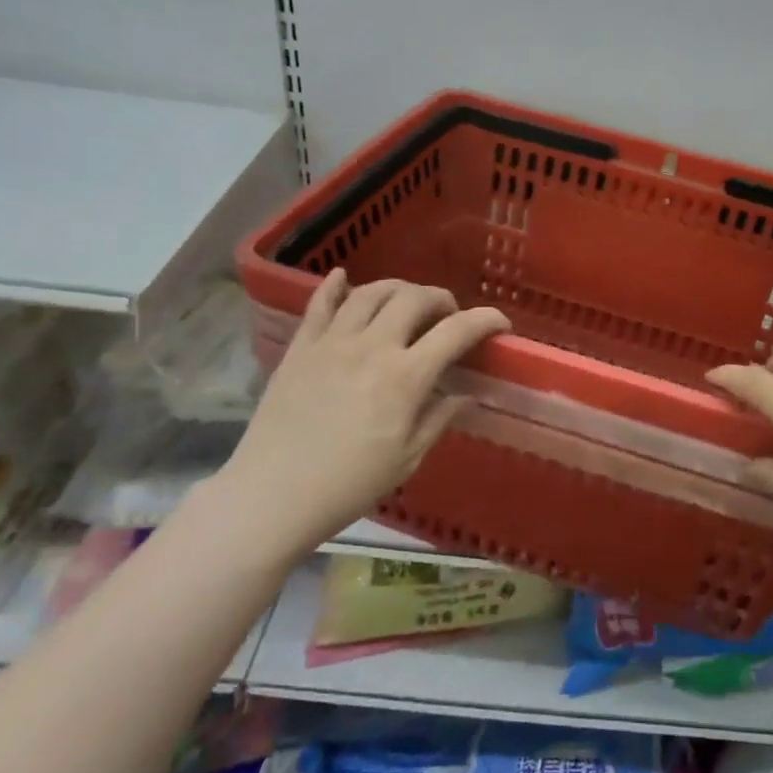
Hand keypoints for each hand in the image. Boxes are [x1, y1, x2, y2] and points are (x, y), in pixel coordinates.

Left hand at [214, 270, 508, 556]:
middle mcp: (372, 347)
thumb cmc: (349, 484)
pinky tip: (343, 277)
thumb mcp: (408, 458)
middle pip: (414, 298)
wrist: (272, 495)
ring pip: (371, 292)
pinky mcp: (300, 348)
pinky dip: (334, 286)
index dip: (486, 320)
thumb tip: (468, 393)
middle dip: (441, 299)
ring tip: (406, 302)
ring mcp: (332, 343)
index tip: (500, 323)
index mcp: (405, 377)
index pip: (456, 331)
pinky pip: (319, 304)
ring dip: (397, 289)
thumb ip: (440, 417)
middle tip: (448, 315)